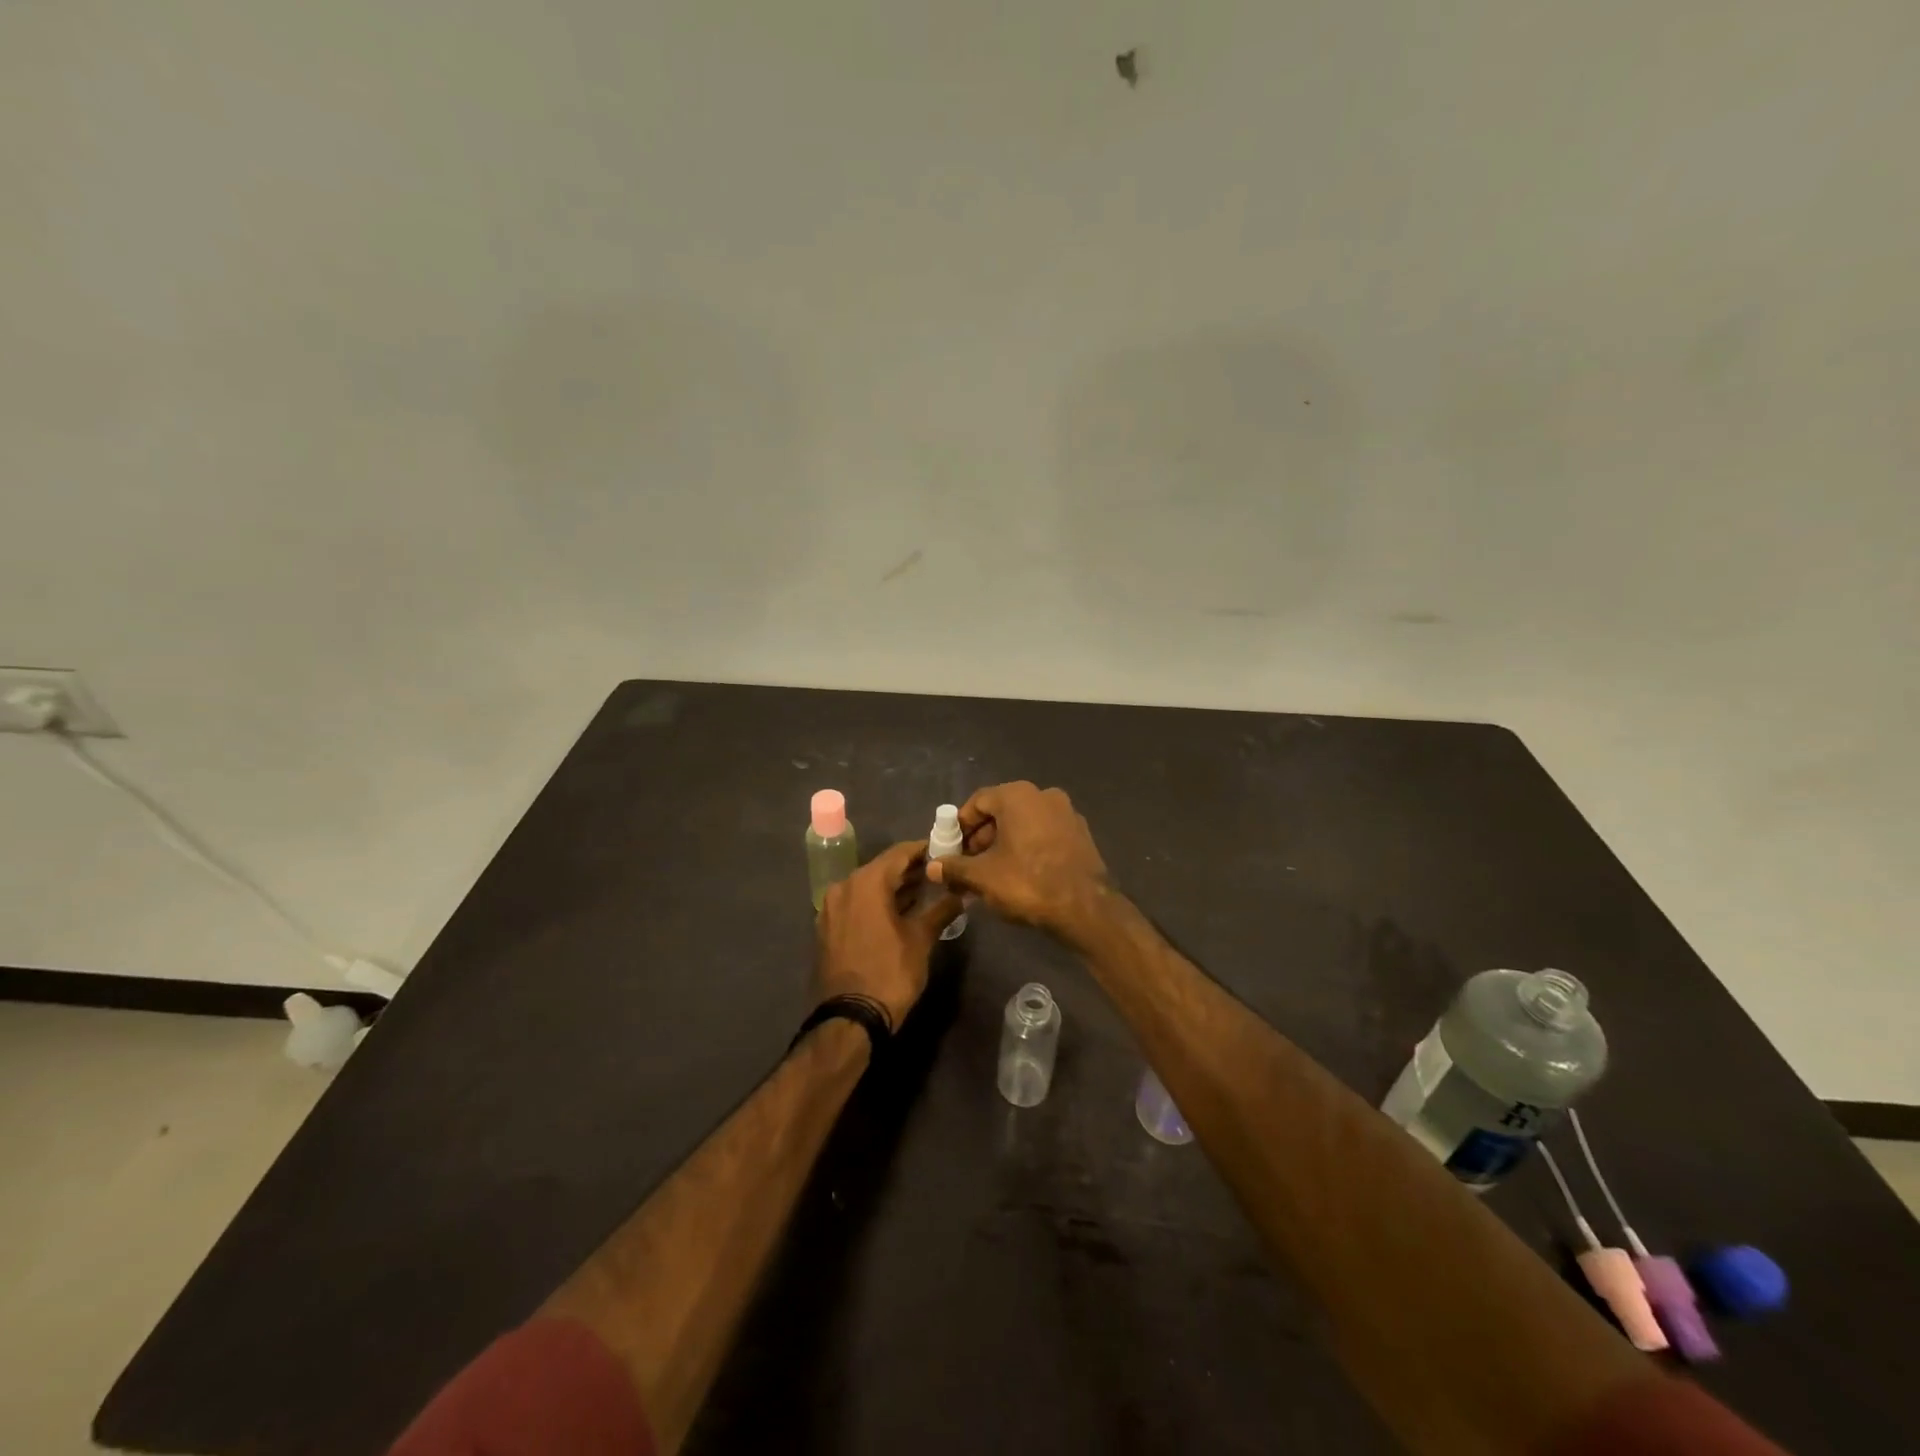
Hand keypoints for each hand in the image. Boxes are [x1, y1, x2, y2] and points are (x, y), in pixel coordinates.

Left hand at [813, 839, 964, 1030]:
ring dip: (894, 888)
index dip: (924, 850)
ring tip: (925, 892)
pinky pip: (856, 904)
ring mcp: (831, 907)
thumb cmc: (890, 972)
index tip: (946, 852)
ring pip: (868, 886)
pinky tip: (899, 912)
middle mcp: (844, 886)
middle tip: (939, 874)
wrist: (850, 1018)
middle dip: (910, 870)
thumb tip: (962, 893)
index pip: (900, 853)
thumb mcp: (921, 939)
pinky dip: (877, 903)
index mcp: (866, 882)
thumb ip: (941, 909)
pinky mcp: (827, 927)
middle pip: (882, 868)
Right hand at [925, 782, 1111, 942]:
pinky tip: (1020, 875)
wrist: (1085, 908)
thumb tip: (932, 867)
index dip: (960, 826)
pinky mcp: (1081, 834)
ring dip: (1004, 845)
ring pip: (1024, 824)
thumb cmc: (1027, 882)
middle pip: (1002, 812)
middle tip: (968, 865)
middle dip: (981, 838)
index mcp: (1017, 795)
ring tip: (991, 874)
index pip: (977, 802)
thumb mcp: (982, 877)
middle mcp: (1043, 795)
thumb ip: (954, 867)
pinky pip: (1044, 835)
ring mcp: (1066, 813)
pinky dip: (1027, 848)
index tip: (951, 849)